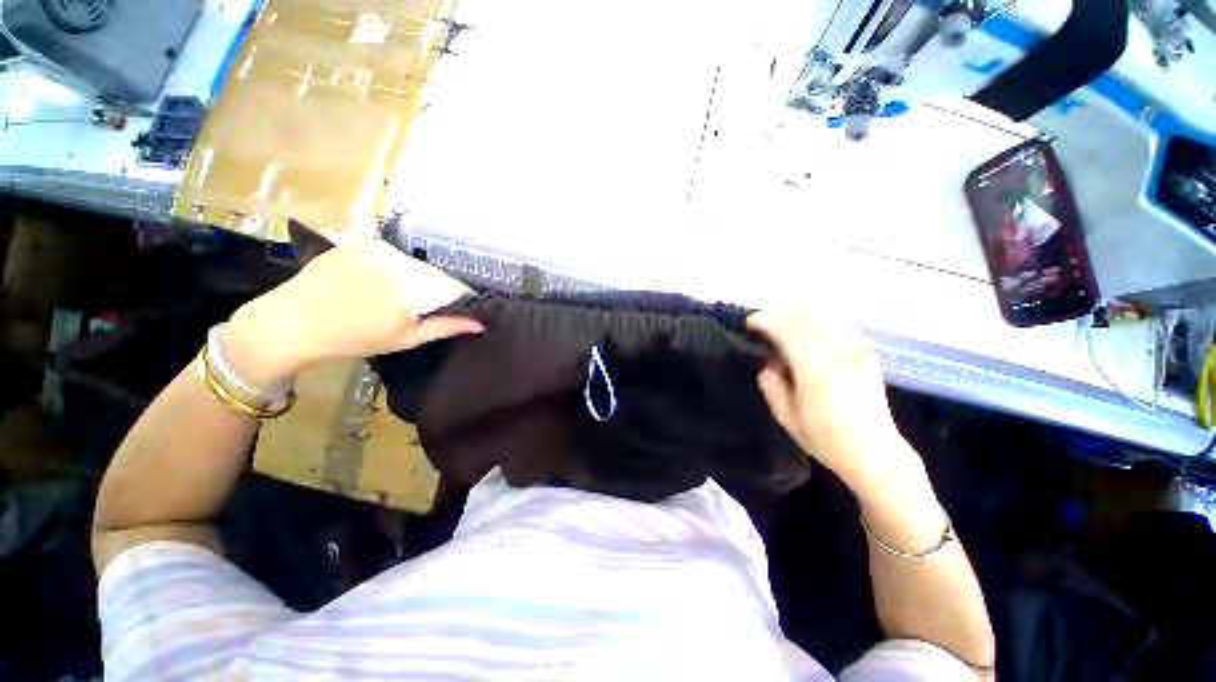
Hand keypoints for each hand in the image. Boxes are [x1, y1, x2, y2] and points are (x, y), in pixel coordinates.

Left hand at [224, 240, 482, 385]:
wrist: (295, 321)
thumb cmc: (355, 338)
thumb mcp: (406, 339)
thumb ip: (447, 326)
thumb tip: (481, 323)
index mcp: (414, 292)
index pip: (457, 288)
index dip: (463, 298)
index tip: (463, 308)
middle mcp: (402, 264)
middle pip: (439, 273)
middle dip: (442, 288)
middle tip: (429, 305)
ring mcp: (381, 249)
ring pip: (419, 263)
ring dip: (421, 277)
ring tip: (402, 294)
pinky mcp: (364, 241)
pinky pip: (397, 254)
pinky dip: (400, 266)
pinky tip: (383, 280)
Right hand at [748, 310, 913, 490]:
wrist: (876, 453)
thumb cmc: (825, 439)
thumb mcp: (785, 417)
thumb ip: (770, 384)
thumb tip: (769, 363)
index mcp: (817, 369)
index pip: (787, 329)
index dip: (765, 320)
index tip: (749, 323)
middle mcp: (840, 352)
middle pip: (805, 315)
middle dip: (778, 314)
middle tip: (761, 324)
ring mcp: (856, 349)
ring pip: (821, 317)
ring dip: (795, 317)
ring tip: (779, 329)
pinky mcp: (865, 352)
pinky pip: (832, 327)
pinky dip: (812, 325)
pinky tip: (803, 338)